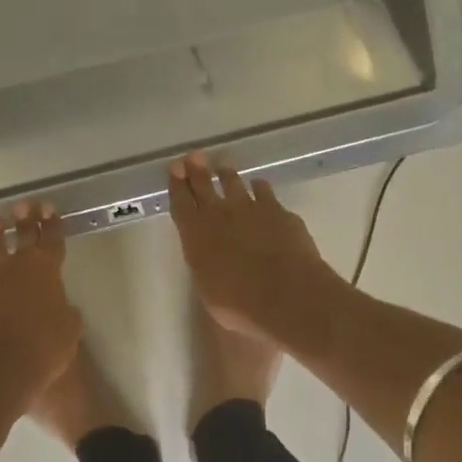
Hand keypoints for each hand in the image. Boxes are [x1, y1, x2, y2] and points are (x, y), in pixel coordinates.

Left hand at [0, 205, 81, 417]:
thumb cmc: (40, 353)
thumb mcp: (69, 332)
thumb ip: (64, 311)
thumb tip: (58, 305)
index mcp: (46, 270)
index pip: (52, 239)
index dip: (53, 223)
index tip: (50, 208)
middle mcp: (14, 266)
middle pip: (20, 235)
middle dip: (25, 218)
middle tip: (24, 204)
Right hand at [168, 154, 337, 344]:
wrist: (287, 295)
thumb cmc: (239, 304)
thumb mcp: (209, 290)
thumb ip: (206, 267)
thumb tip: (209, 260)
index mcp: (196, 234)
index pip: (180, 202)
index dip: (176, 184)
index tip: (175, 168)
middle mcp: (220, 214)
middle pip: (204, 185)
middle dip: (197, 170)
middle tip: (195, 156)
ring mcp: (252, 208)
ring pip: (235, 183)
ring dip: (227, 175)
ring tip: (224, 168)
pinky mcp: (279, 211)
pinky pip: (265, 192)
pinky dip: (260, 188)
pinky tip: (260, 186)